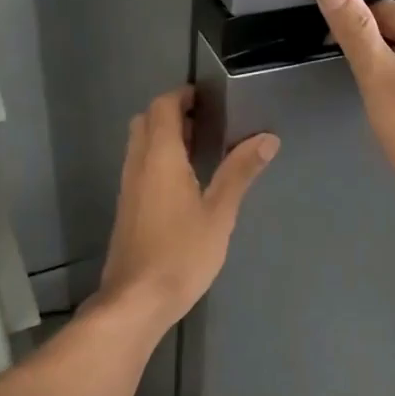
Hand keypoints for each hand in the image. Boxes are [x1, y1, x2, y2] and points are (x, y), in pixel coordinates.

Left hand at [96, 87, 277, 331]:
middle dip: (172, 112)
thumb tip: (267, 138)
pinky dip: (158, 157)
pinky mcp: (127, 207)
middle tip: (206, 121)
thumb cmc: (182, 254)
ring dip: (164, 135)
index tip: (208, 97)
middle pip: (146, 121)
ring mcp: (128, 187)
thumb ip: (240, 172)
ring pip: (140, 143)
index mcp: (160, 158)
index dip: (182, 95)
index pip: (162, 107)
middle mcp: (138, 164)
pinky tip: (184, 180)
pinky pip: (139, 165)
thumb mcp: (220, 213)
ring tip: (200, 146)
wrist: (137, 299)